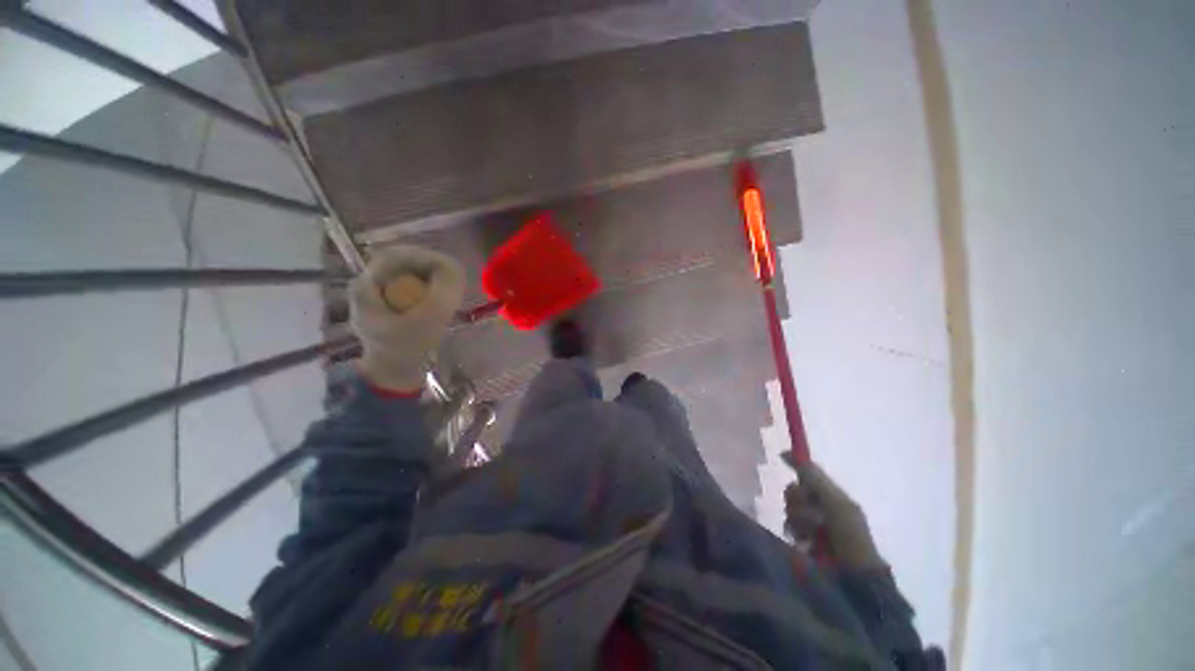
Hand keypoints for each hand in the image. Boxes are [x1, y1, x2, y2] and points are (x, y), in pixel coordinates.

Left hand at [350, 245, 465, 392]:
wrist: (394, 375)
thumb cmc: (408, 349)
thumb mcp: (429, 319)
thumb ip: (443, 291)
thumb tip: (452, 267)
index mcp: (366, 285)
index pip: (398, 256)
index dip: (427, 258)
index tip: (449, 272)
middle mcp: (367, 284)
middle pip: (403, 262)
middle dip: (430, 269)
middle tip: (450, 285)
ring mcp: (377, 294)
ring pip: (408, 274)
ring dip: (430, 280)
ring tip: (445, 295)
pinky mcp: (388, 303)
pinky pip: (411, 286)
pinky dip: (426, 290)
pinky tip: (435, 304)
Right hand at [783, 458, 884, 570]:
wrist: (853, 576)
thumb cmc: (849, 535)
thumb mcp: (835, 502)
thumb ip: (813, 477)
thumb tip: (785, 452)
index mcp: (833, 497)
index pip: (809, 475)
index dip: (797, 465)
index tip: (781, 457)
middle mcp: (820, 507)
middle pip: (795, 490)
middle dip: (800, 500)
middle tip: (814, 514)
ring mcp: (810, 525)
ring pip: (790, 508)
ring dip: (799, 519)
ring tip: (812, 534)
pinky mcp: (801, 540)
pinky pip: (787, 525)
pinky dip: (795, 531)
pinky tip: (804, 541)